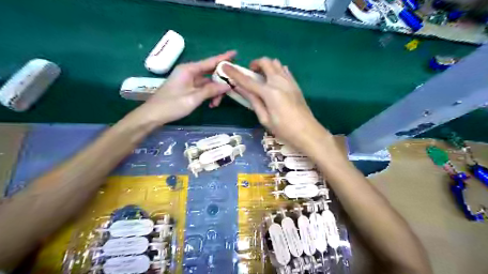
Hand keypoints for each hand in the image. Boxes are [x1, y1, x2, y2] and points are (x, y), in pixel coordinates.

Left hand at [135, 50, 236, 124]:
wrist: (153, 115)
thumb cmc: (172, 105)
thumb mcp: (193, 98)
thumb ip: (211, 90)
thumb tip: (228, 85)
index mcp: (189, 69)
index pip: (210, 61)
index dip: (224, 58)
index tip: (236, 53)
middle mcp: (189, 72)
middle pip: (211, 72)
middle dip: (221, 82)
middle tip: (231, 90)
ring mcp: (189, 80)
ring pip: (208, 82)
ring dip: (215, 92)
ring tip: (216, 104)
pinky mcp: (188, 88)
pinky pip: (203, 88)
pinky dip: (209, 95)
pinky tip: (211, 104)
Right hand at [223, 57, 330, 151]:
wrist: (308, 132)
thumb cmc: (284, 130)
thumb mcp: (265, 118)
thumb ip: (253, 101)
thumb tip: (240, 89)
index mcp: (269, 92)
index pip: (248, 80)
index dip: (235, 73)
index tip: (225, 67)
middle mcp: (279, 82)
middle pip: (265, 62)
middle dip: (254, 64)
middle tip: (250, 75)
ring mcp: (289, 81)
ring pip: (276, 63)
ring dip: (266, 66)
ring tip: (262, 78)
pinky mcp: (295, 84)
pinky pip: (284, 70)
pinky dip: (276, 70)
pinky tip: (274, 81)